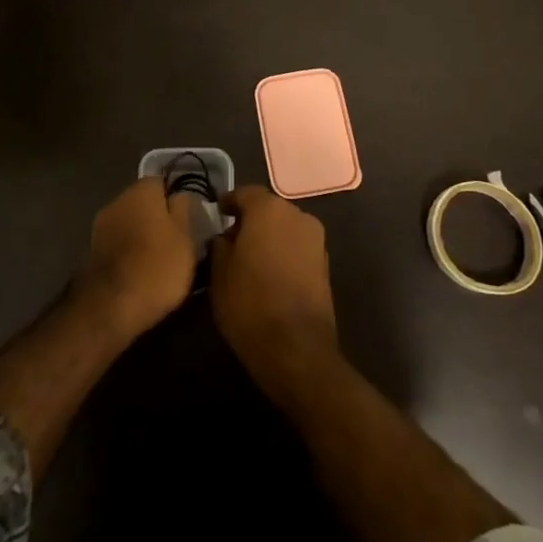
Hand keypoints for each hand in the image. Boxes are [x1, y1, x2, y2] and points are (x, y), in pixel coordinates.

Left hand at [77, 178, 196, 337]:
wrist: (111, 306)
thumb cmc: (157, 266)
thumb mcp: (185, 237)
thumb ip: (183, 209)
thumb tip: (180, 194)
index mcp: (142, 190)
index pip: (162, 182)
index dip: (176, 200)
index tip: (188, 220)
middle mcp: (118, 200)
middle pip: (143, 202)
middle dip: (158, 217)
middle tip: (177, 241)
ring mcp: (101, 225)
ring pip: (129, 223)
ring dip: (142, 235)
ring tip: (160, 260)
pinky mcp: (92, 250)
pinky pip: (118, 243)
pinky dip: (128, 251)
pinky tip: (140, 270)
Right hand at [210, 185, 338, 391]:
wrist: (296, 348)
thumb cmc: (249, 303)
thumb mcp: (219, 273)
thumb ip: (219, 245)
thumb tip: (224, 237)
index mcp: (269, 209)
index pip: (245, 193)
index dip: (229, 203)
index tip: (217, 215)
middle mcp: (297, 215)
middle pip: (268, 209)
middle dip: (250, 221)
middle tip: (230, 241)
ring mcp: (316, 240)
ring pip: (285, 229)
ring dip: (269, 238)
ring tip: (250, 261)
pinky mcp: (325, 265)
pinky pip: (297, 248)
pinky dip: (283, 253)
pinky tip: (270, 275)